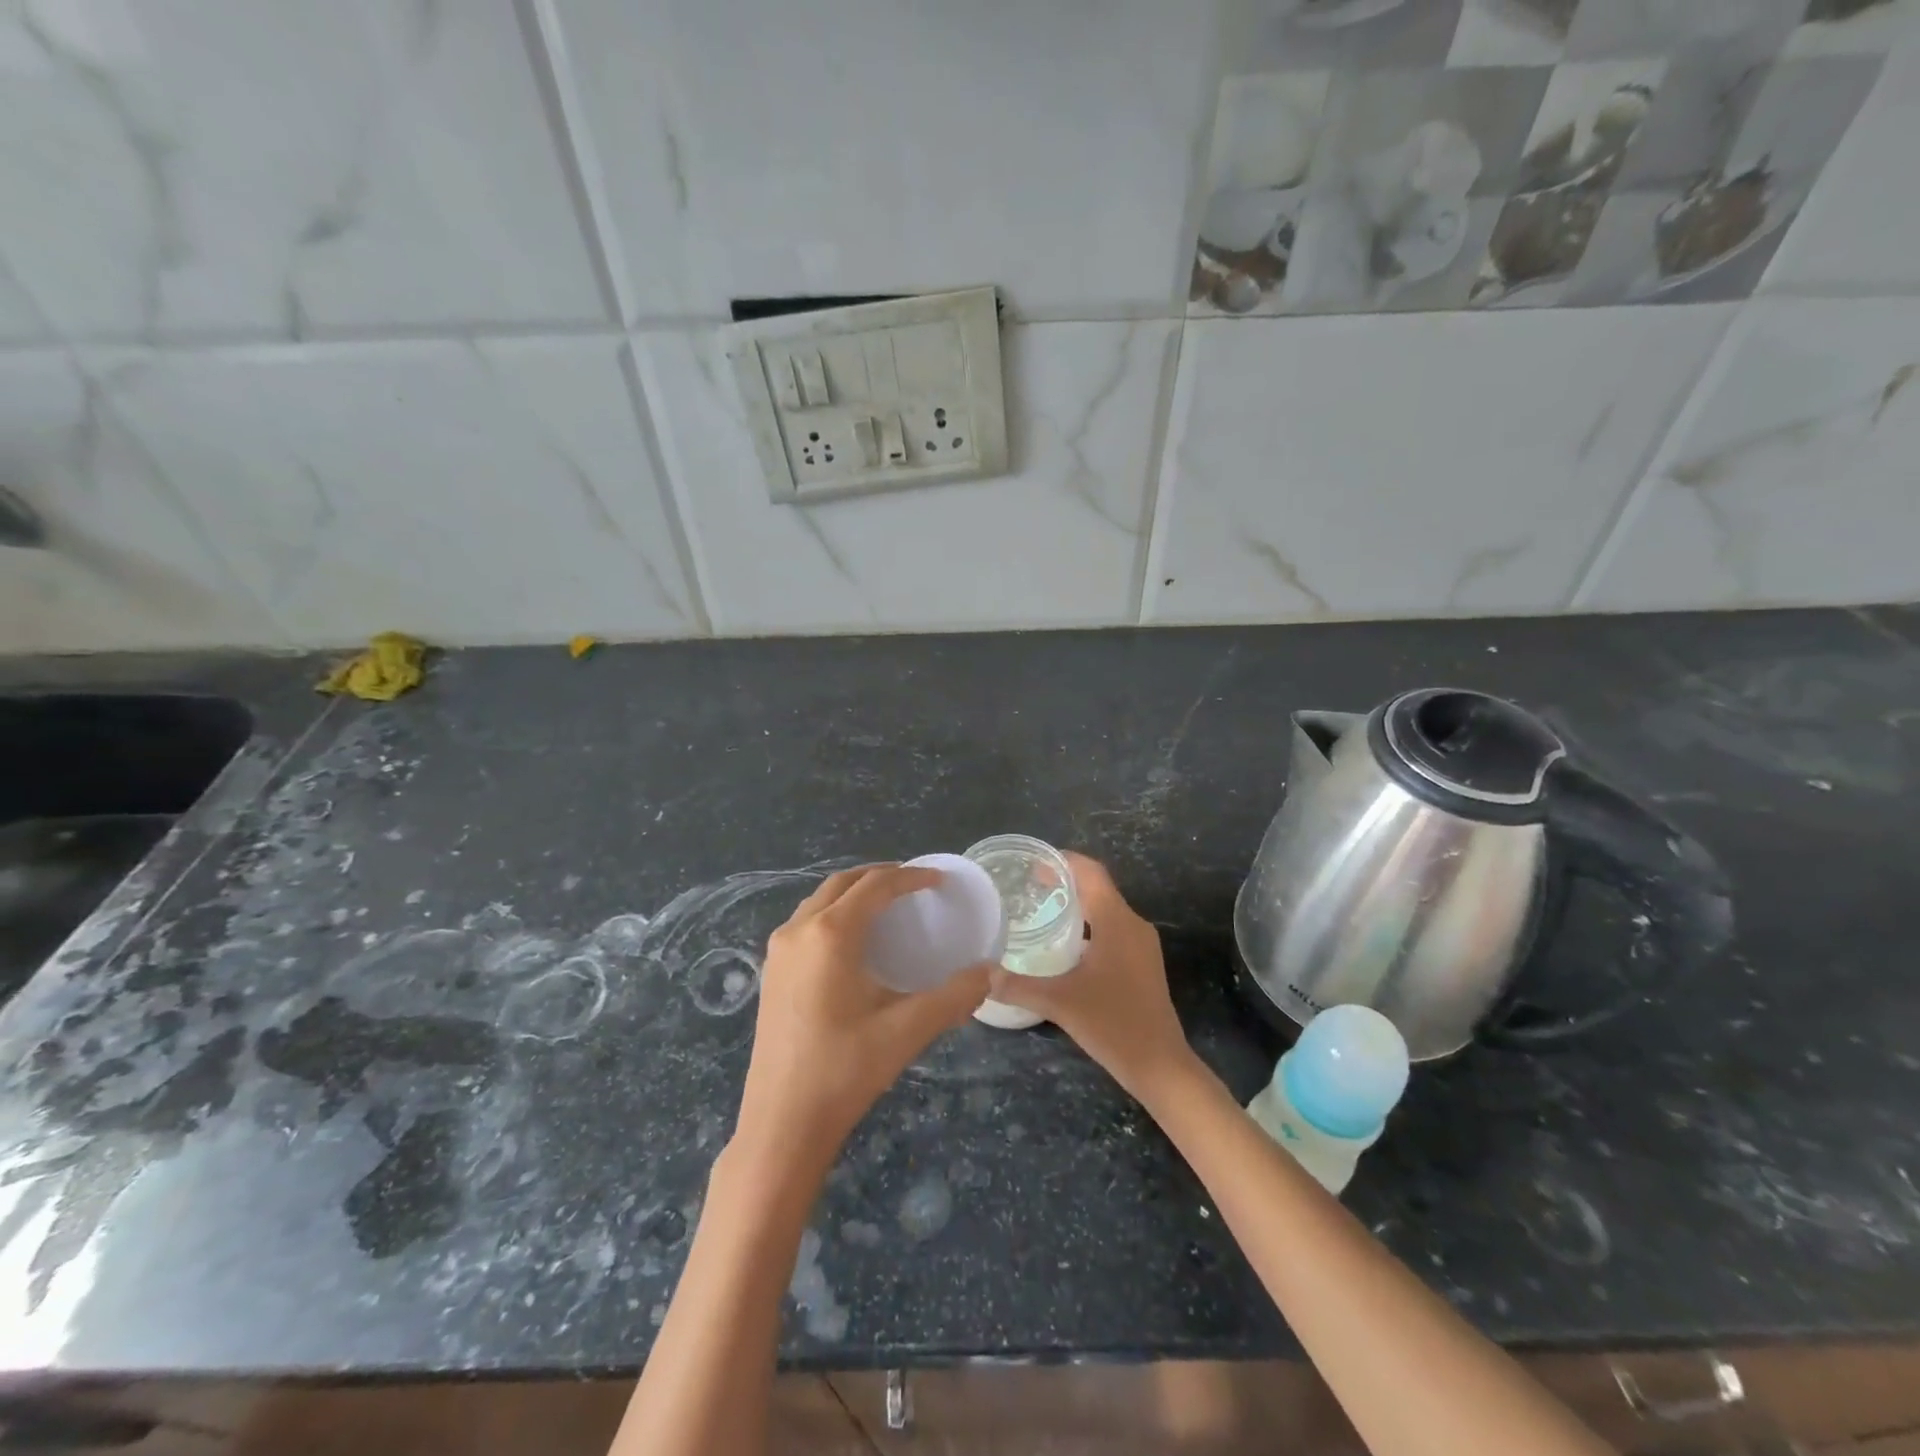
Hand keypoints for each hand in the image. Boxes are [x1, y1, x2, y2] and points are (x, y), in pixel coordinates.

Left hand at [732, 864, 990, 1184]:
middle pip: (842, 883)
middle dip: (879, 876)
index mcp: (830, 934)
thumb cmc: (844, 1071)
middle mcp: (798, 930)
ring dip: (853, 893)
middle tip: (914, 885)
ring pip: (819, 901)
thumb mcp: (906, 1031)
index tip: (939, 880)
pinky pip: (805, 923)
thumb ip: (953, 997)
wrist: (781, 1125)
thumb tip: (989, 973)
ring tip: (886, 906)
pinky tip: (853, 943)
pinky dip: (833, 914)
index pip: (875, 885)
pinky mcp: (771, 974)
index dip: (910, 877)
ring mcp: (778, 952)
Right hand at [986, 852, 1194, 1099]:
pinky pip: (1112, 928)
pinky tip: (1064, 944)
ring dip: (1076, 904)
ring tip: (1040, 910)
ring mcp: (1141, 944)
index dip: (1062, 860)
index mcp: (1116, 920)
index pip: (1090, 871)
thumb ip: (1016, 985)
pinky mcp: (1142, 963)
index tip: (1031, 863)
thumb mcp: (1058, 1002)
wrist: (1160, 1065)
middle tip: (1027, 886)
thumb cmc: (1113, 1024)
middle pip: (1097, 887)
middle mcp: (1132, 924)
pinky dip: (1087, 925)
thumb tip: (981, 974)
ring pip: (1105, 909)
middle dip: (1064, 881)